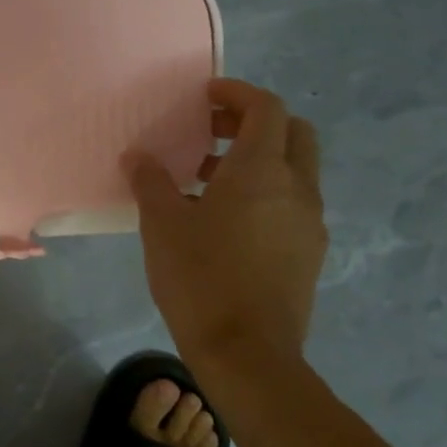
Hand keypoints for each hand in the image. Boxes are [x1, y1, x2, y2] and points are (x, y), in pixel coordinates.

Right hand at [126, 79, 326, 370]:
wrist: (247, 353)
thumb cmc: (200, 278)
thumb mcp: (162, 224)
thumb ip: (150, 181)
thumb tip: (137, 156)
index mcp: (262, 171)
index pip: (265, 108)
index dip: (237, 93)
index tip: (205, 96)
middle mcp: (296, 188)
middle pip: (293, 132)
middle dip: (255, 122)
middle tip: (212, 132)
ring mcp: (309, 222)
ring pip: (295, 170)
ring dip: (259, 160)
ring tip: (207, 179)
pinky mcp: (309, 252)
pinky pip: (292, 203)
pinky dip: (266, 192)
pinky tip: (226, 221)